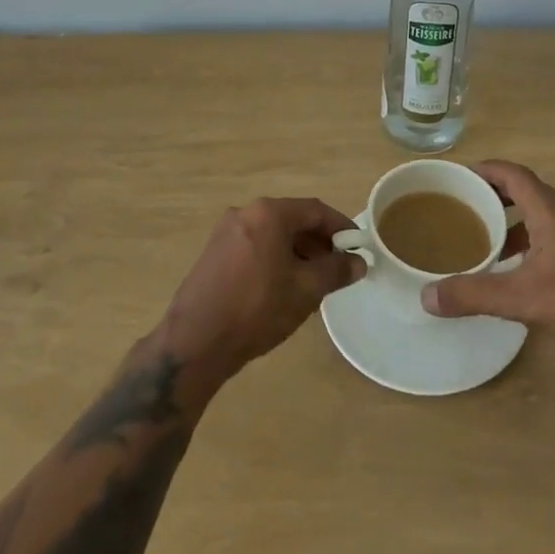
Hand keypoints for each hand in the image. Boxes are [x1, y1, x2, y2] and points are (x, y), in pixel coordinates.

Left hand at [157, 197, 365, 383]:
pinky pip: (255, 247)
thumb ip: (336, 271)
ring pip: (273, 235)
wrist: (195, 343)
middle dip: (318, 243)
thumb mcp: (306, 290)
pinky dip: (275, 260)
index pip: (315, 210)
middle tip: (337, 269)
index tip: (358, 248)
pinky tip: (283, 289)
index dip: (341, 228)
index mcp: (269, 213)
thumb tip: (359, 262)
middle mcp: (245, 213)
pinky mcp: (213, 254)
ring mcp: (225, 233)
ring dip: (297, 253)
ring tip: (313, 284)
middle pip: (293, 220)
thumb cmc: (257, 309)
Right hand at [421, 160, 554, 355]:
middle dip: (494, 194)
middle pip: (526, 189)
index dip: (485, 169)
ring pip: (541, 212)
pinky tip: (520, 267)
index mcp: (551, 209)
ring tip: (486, 238)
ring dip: (513, 219)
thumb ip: (474, 295)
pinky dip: (531, 237)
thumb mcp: (522, 298)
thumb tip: (427, 297)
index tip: (459, 176)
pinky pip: (554, 230)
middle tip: (464, 207)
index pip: (513, 173)